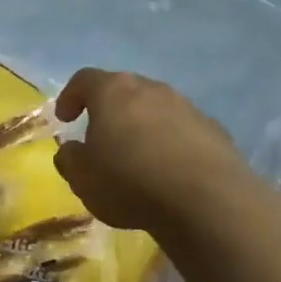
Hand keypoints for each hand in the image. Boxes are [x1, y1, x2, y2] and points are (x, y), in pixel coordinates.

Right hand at [52, 68, 280, 244]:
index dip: (70, 96)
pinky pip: (183, 131)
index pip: (84, 80)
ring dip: (142, 127)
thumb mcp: (83, 178)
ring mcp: (188, 107)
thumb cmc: (130, 182)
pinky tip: (169, 173)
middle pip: (124, 91)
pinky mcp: (215, 131)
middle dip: (110, 111)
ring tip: (137, 159)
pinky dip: (171, 144)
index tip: (65, 119)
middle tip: (100, 138)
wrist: (206, 201)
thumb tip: (72, 150)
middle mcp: (152, 89)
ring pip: (156, 110)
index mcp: (113, 91)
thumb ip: (70, 159)